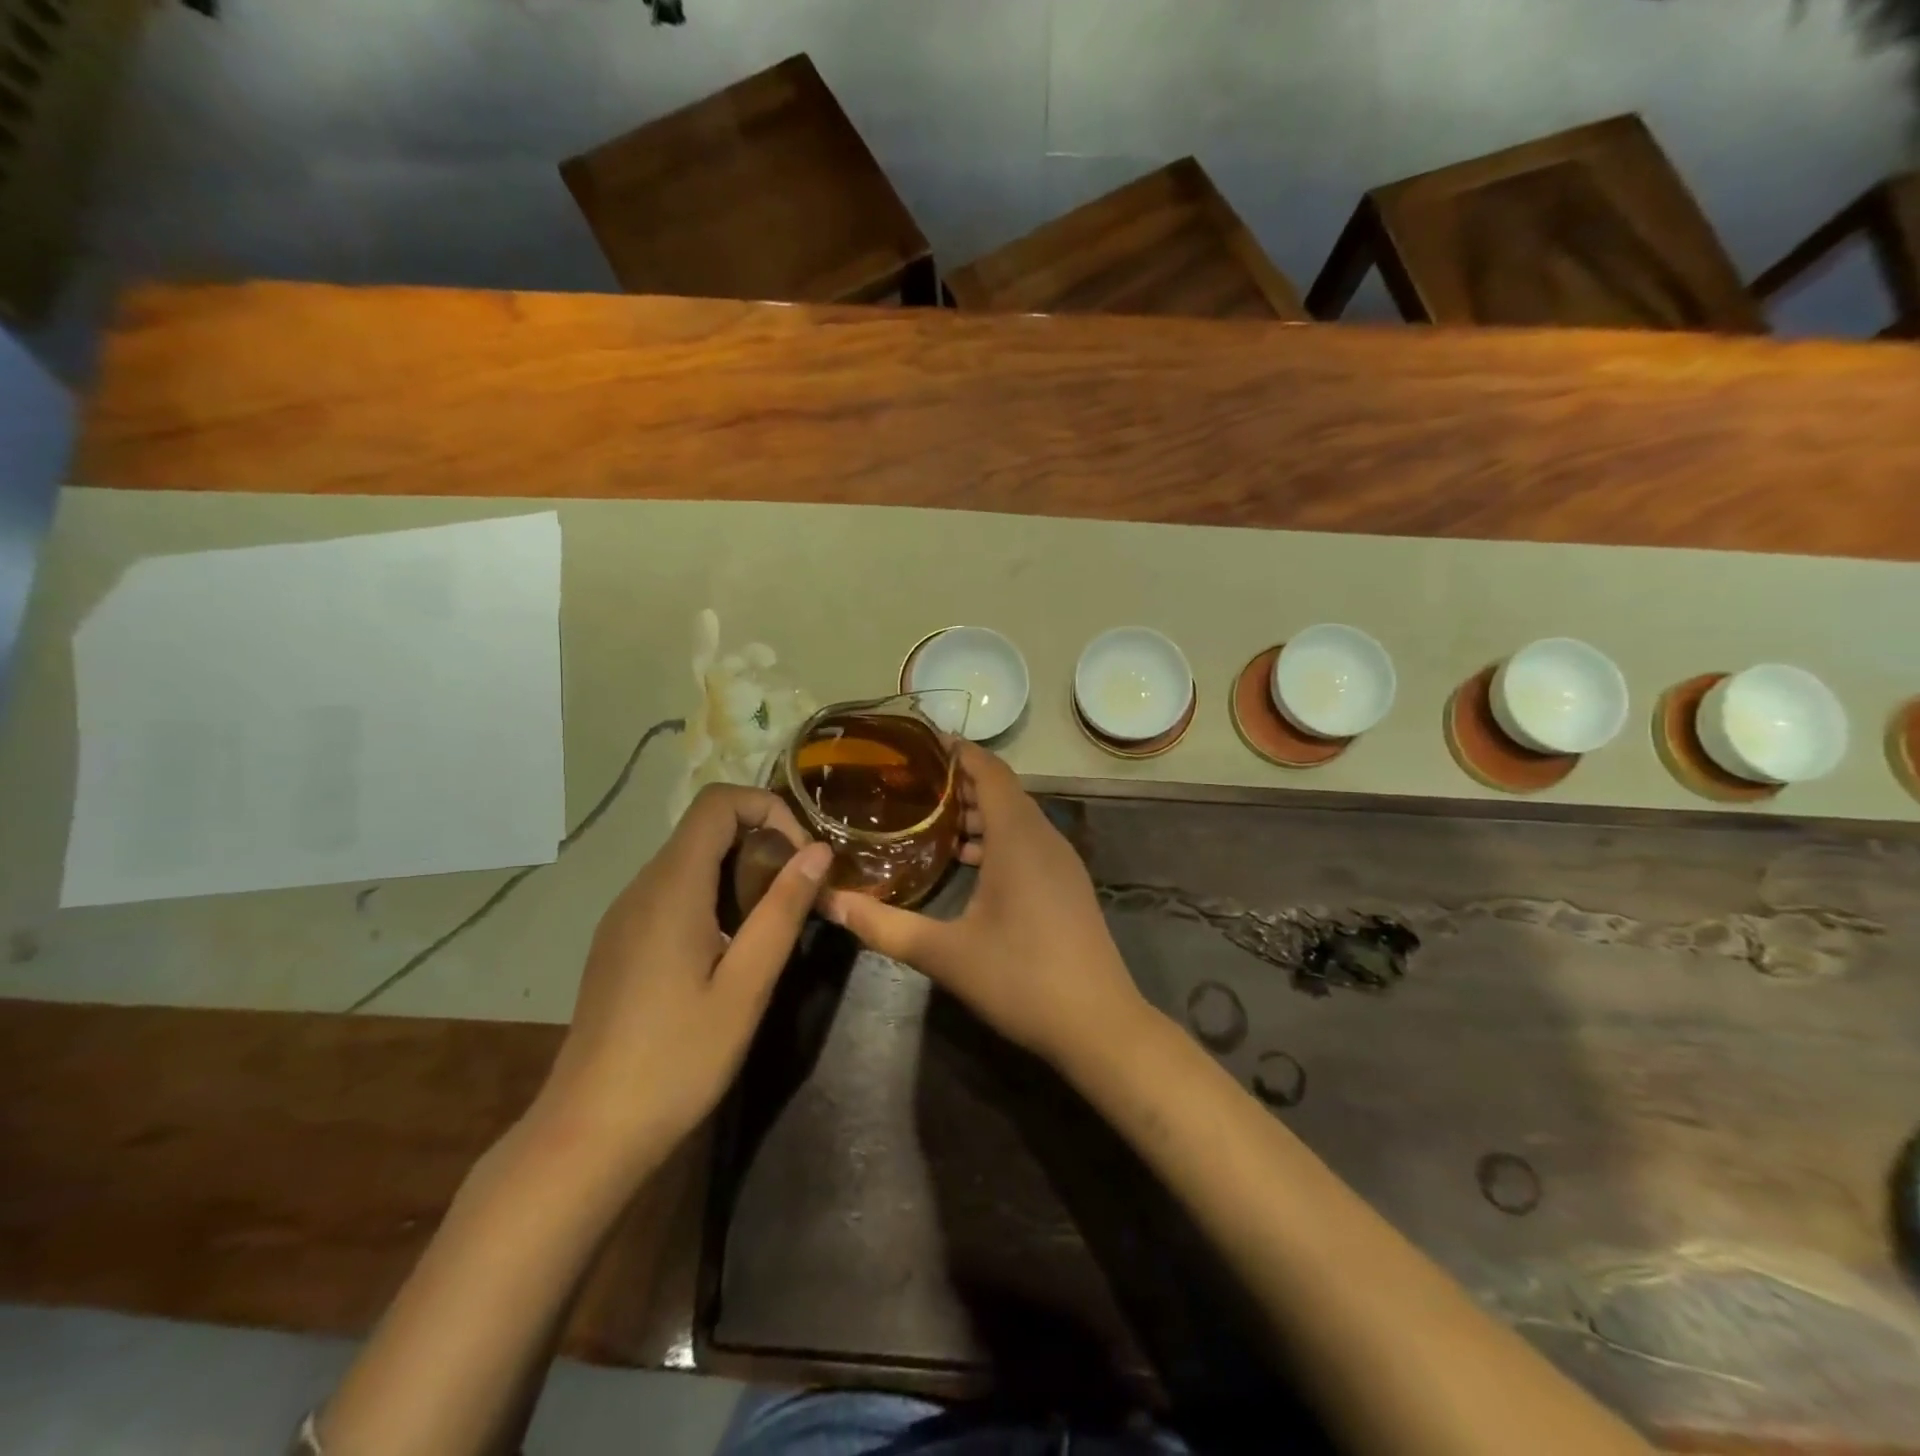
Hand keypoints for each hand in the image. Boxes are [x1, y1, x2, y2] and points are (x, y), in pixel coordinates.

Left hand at [541, 784, 830, 1162]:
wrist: (588, 1133)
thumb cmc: (676, 1059)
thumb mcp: (746, 986)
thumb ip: (782, 910)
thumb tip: (819, 851)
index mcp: (671, 887)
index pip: (718, 803)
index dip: (769, 810)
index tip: (802, 859)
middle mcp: (642, 887)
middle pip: (706, 828)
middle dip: (762, 843)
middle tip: (798, 895)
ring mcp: (625, 915)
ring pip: (690, 860)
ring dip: (740, 873)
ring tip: (772, 924)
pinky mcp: (620, 942)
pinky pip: (673, 892)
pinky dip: (714, 896)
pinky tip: (730, 950)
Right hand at [823, 742, 1147, 1069]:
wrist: (1099, 1025)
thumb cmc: (1022, 979)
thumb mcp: (945, 954)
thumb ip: (885, 926)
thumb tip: (830, 903)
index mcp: (1018, 838)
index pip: (990, 771)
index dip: (959, 751)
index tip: (921, 741)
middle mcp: (1043, 838)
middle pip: (1002, 790)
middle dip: (959, 780)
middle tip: (911, 779)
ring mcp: (1060, 862)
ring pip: (1016, 818)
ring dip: (977, 811)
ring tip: (930, 817)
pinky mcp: (1066, 885)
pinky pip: (1027, 842)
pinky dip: (996, 838)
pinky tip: (967, 861)